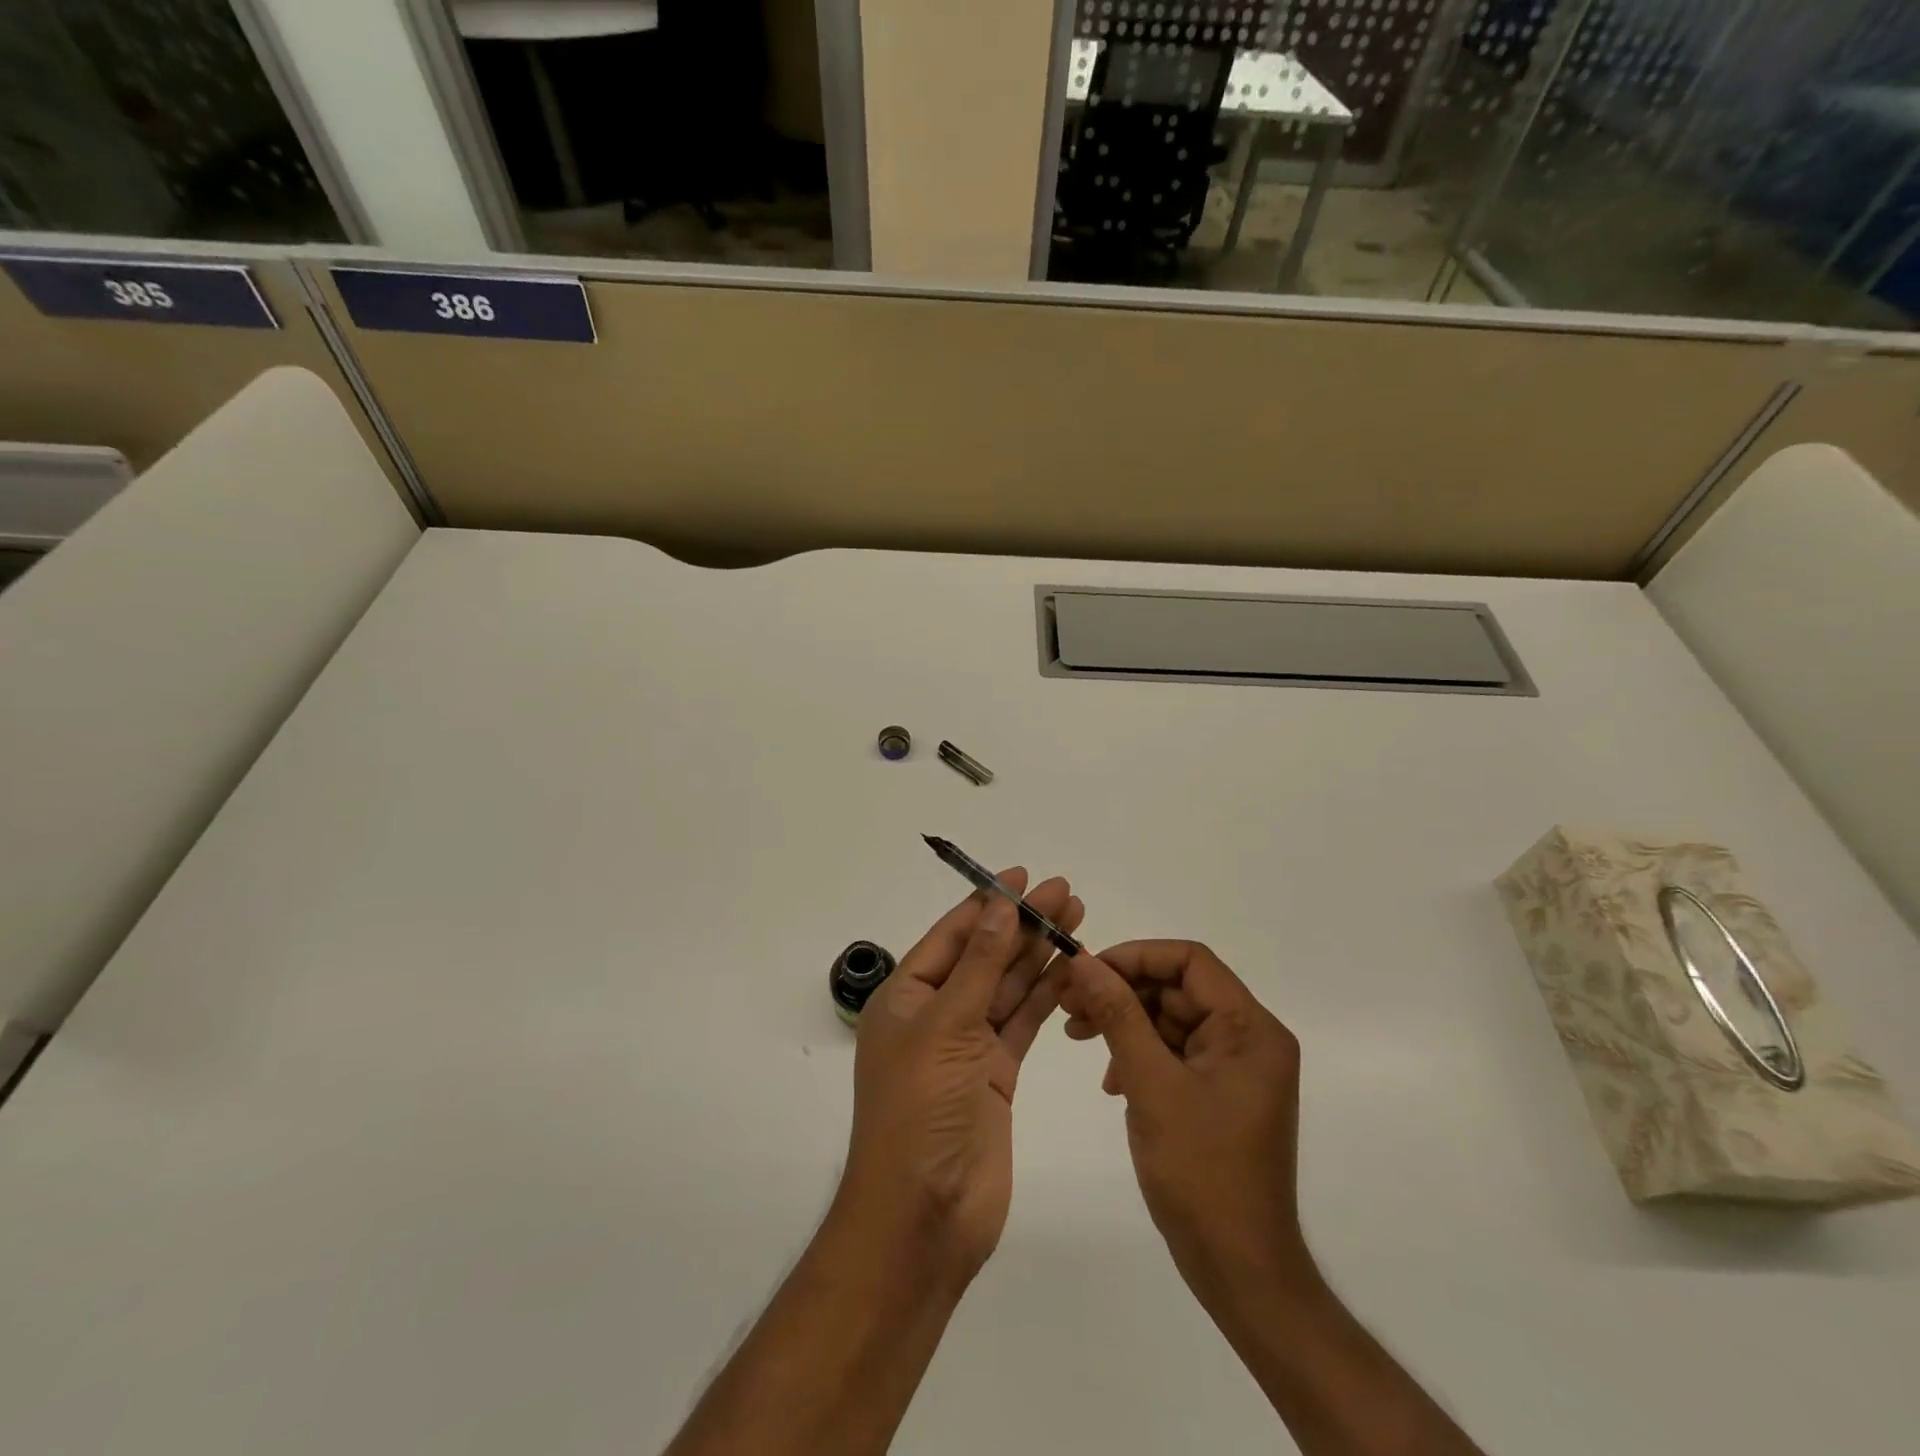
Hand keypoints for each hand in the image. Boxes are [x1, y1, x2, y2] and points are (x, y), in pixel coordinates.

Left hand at [839, 869, 1083, 1275]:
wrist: (924, 1216)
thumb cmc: (919, 1110)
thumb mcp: (946, 1027)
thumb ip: (979, 966)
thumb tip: (999, 908)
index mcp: (906, 997)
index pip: (951, 936)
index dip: (987, 904)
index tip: (1023, 877)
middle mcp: (936, 1014)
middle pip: (985, 956)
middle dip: (1022, 924)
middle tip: (1066, 893)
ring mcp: (967, 1045)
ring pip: (1007, 987)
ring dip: (1039, 954)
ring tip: (1077, 918)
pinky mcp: (996, 1073)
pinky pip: (1023, 1022)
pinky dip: (1045, 995)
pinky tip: (1072, 968)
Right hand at [1059, 940, 1313, 1300]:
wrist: (1240, 1271)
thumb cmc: (1201, 1173)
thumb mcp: (1151, 1085)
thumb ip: (1118, 1016)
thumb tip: (1083, 961)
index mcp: (1250, 1028)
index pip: (1190, 960)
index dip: (1135, 956)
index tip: (1087, 970)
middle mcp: (1249, 1038)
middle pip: (1178, 988)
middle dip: (1121, 991)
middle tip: (1068, 1003)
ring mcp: (1234, 1068)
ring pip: (1171, 1019)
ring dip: (1124, 1022)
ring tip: (1076, 1035)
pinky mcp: (1218, 1093)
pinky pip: (1174, 1053)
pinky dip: (1138, 1054)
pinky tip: (1110, 1081)